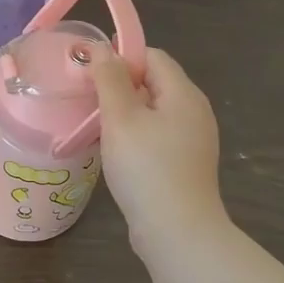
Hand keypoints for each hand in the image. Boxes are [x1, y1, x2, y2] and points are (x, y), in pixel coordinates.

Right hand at [88, 46, 228, 246]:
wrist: (178, 232)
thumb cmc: (146, 168)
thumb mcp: (121, 118)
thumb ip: (110, 79)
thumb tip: (102, 50)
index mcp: (183, 93)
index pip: (153, 56)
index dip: (122, 57)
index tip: (91, 73)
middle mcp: (195, 111)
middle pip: (154, 82)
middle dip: (120, 85)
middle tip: (88, 98)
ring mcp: (193, 140)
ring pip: (154, 110)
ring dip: (126, 112)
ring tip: (97, 125)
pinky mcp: (186, 164)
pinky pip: (158, 135)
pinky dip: (136, 134)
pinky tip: (117, 151)